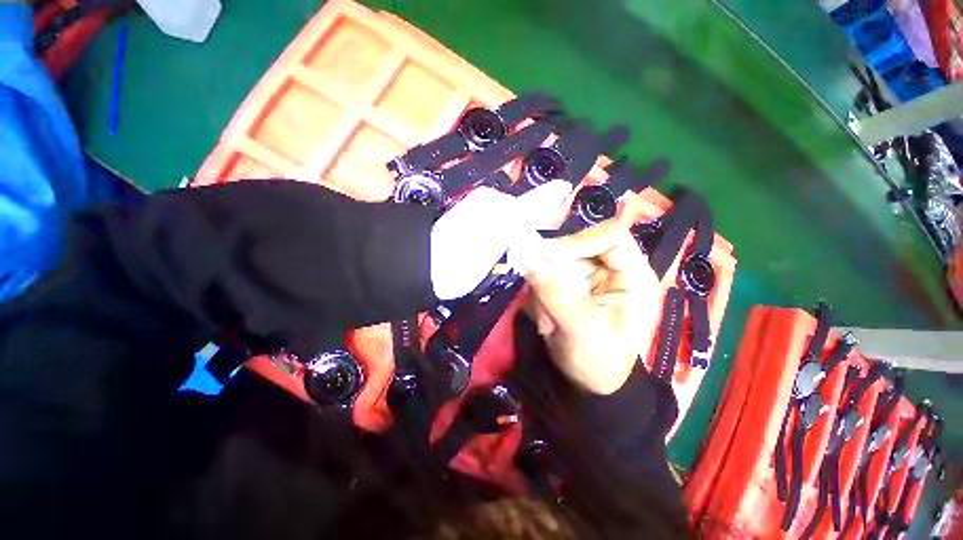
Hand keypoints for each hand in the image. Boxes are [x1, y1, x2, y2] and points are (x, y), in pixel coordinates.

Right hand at [522, 192, 661, 393]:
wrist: (586, 384)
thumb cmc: (597, 361)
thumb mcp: (577, 326)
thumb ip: (550, 288)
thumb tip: (523, 250)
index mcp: (633, 276)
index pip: (611, 236)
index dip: (578, 240)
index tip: (546, 257)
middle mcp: (611, 270)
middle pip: (575, 248)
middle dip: (553, 276)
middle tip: (543, 303)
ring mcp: (588, 277)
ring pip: (554, 264)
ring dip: (543, 293)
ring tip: (549, 322)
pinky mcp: (570, 285)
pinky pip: (545, 278)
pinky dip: (539, 299)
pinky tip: (547, 322)